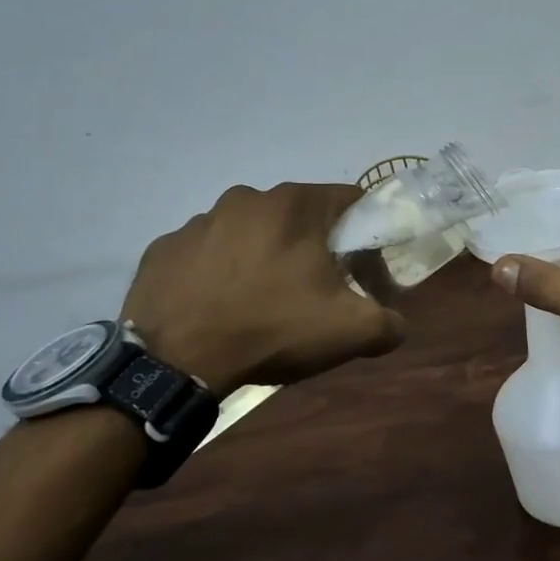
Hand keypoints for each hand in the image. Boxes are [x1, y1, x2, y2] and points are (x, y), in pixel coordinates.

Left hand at [122, 183, 403, 392]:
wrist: (174, 362)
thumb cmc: (272, 329)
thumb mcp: (351, 332)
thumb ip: (390, 322)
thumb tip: (397, 324)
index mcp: (296, 205)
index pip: (349, 200)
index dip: (362, 232)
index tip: (361, 266)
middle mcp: (248, 198)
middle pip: (298, 215)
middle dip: (311, 244)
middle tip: (313, 288)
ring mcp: (199, 221)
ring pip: (250, 231)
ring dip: (263, 255)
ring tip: (261, 301)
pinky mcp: (163, 248)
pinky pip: (205, 253)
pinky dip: (218, 271)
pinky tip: (219, 306)